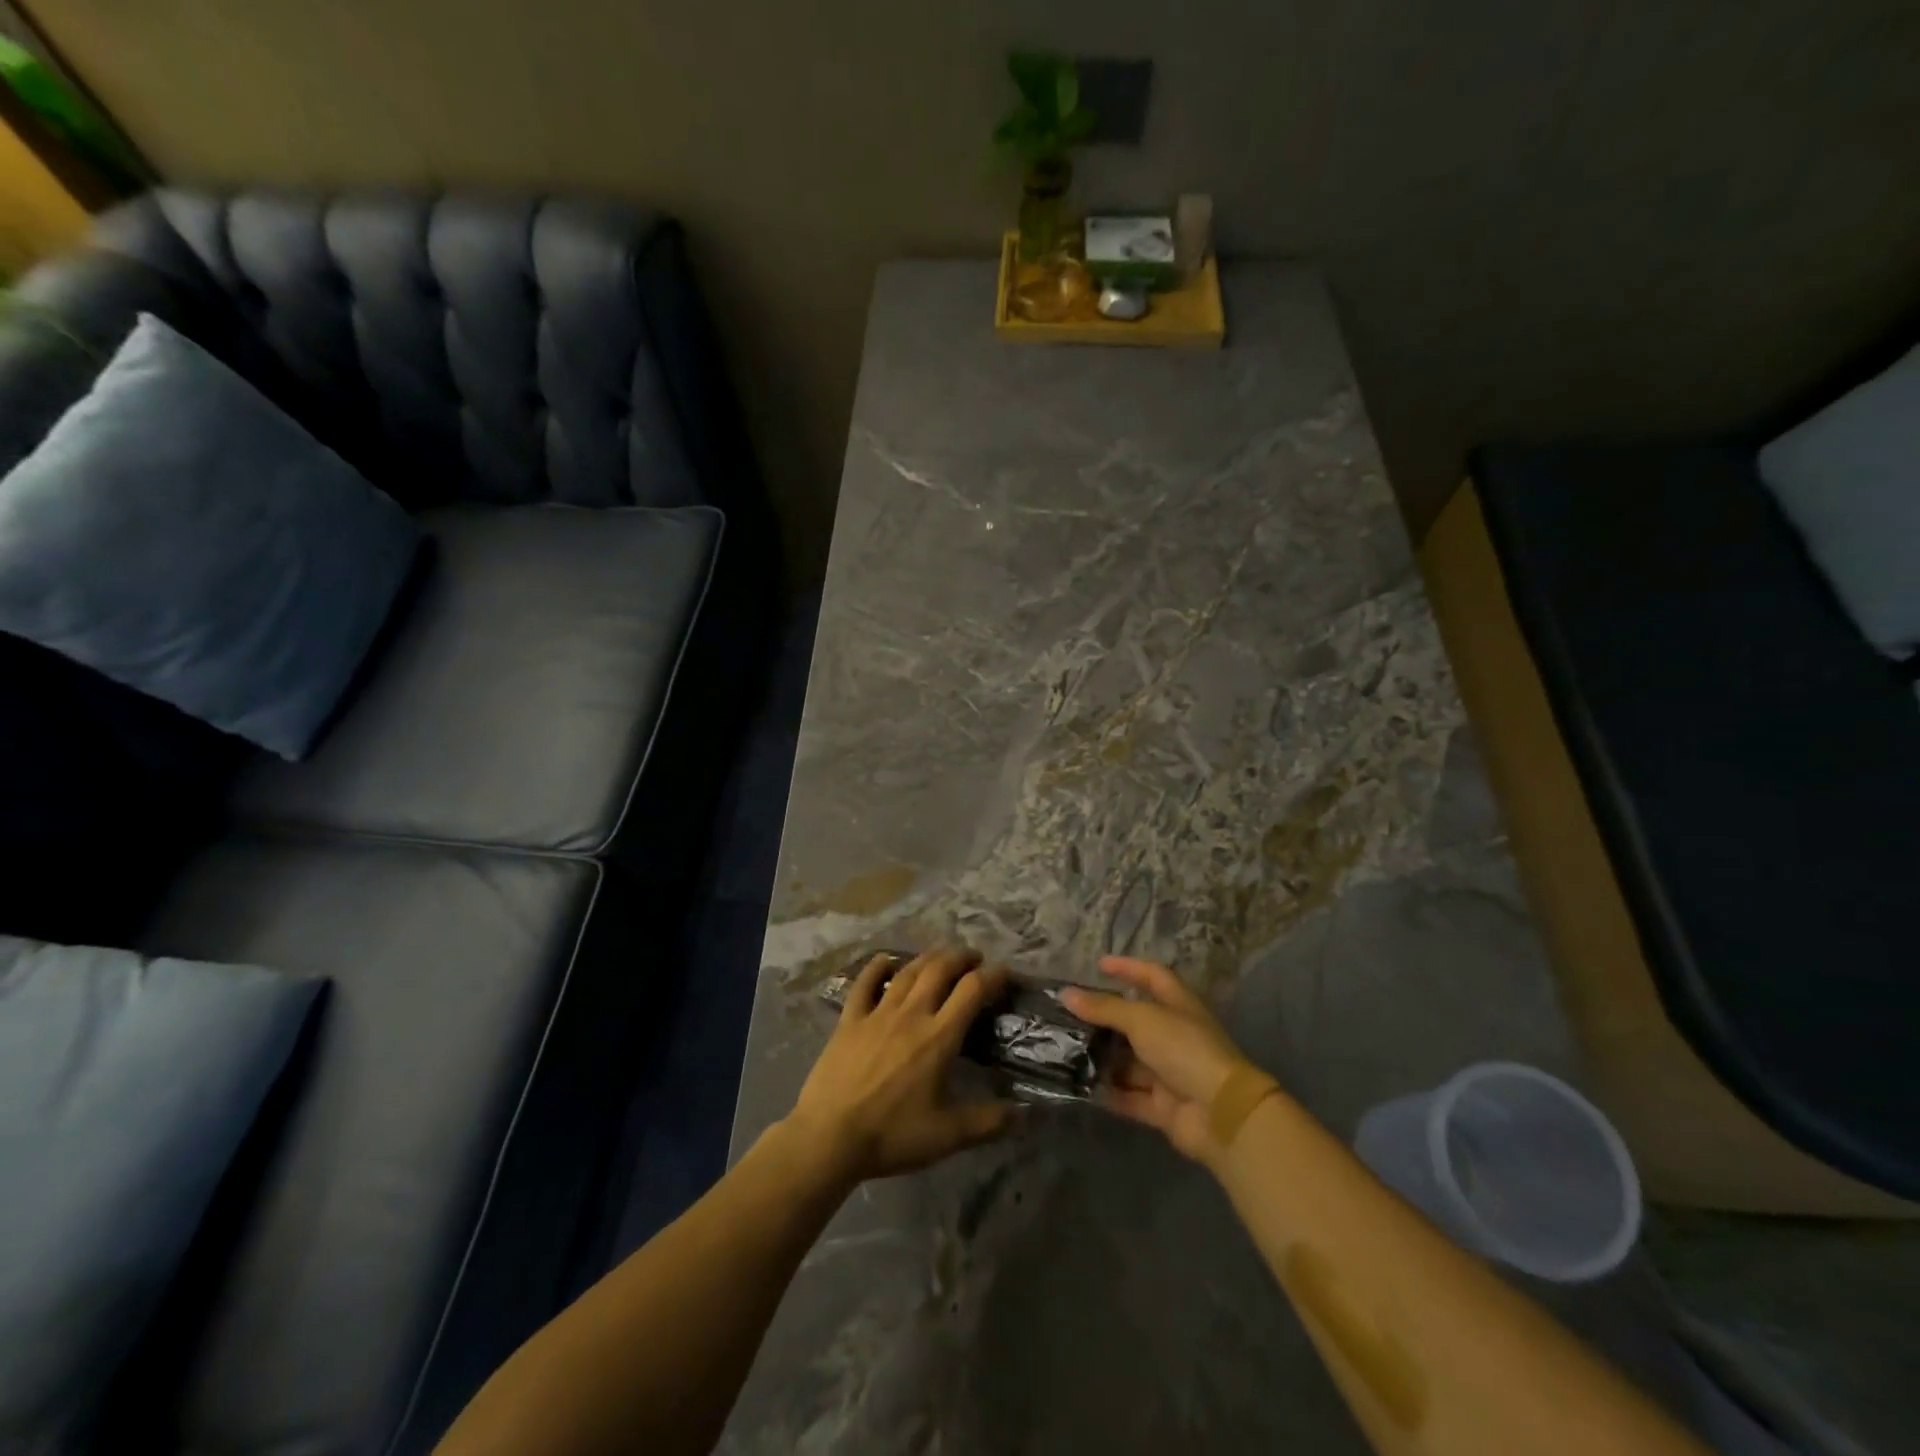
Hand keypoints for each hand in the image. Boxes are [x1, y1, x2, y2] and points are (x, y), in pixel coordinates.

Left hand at [785, 948, 1016, 1184]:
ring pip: (908, 971)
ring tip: (942, 956)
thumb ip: (988, 1122)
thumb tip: (1023, 1115)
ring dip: (929, 958)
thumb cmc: (892, 1135)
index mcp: (939, 1036)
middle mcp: (911, 1014)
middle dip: (962, 958)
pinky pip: (865, 983)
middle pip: (941, 969)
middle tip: (975, 959)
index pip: (973, 990)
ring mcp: (878, 1013)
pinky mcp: (850, 1020)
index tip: (1006, 974)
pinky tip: (887, 961)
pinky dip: (878, 967)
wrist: (830, 1137)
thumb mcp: (948, 1135)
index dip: (994, 976)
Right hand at [1061, 956, 1258, 1167]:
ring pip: (1129, 1061)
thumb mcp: (1142, 1020)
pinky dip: (1109, 1092)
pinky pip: (1130, 1096)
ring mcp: (1170, 1072)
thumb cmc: (1183, 1049)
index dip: (1127, 968)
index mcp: (1179, 1006)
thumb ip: (1104, 1008)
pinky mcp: (1163, 1106)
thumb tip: (1066, 994)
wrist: (1220, 1113)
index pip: (1152, 976)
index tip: (1098, 966)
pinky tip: (1079, 1086)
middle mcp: (1174, 1036)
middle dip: (1105, 1019)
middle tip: (1069, 1015)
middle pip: (1135, 1022)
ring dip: (1102, 1058)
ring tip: (1066, 1051)